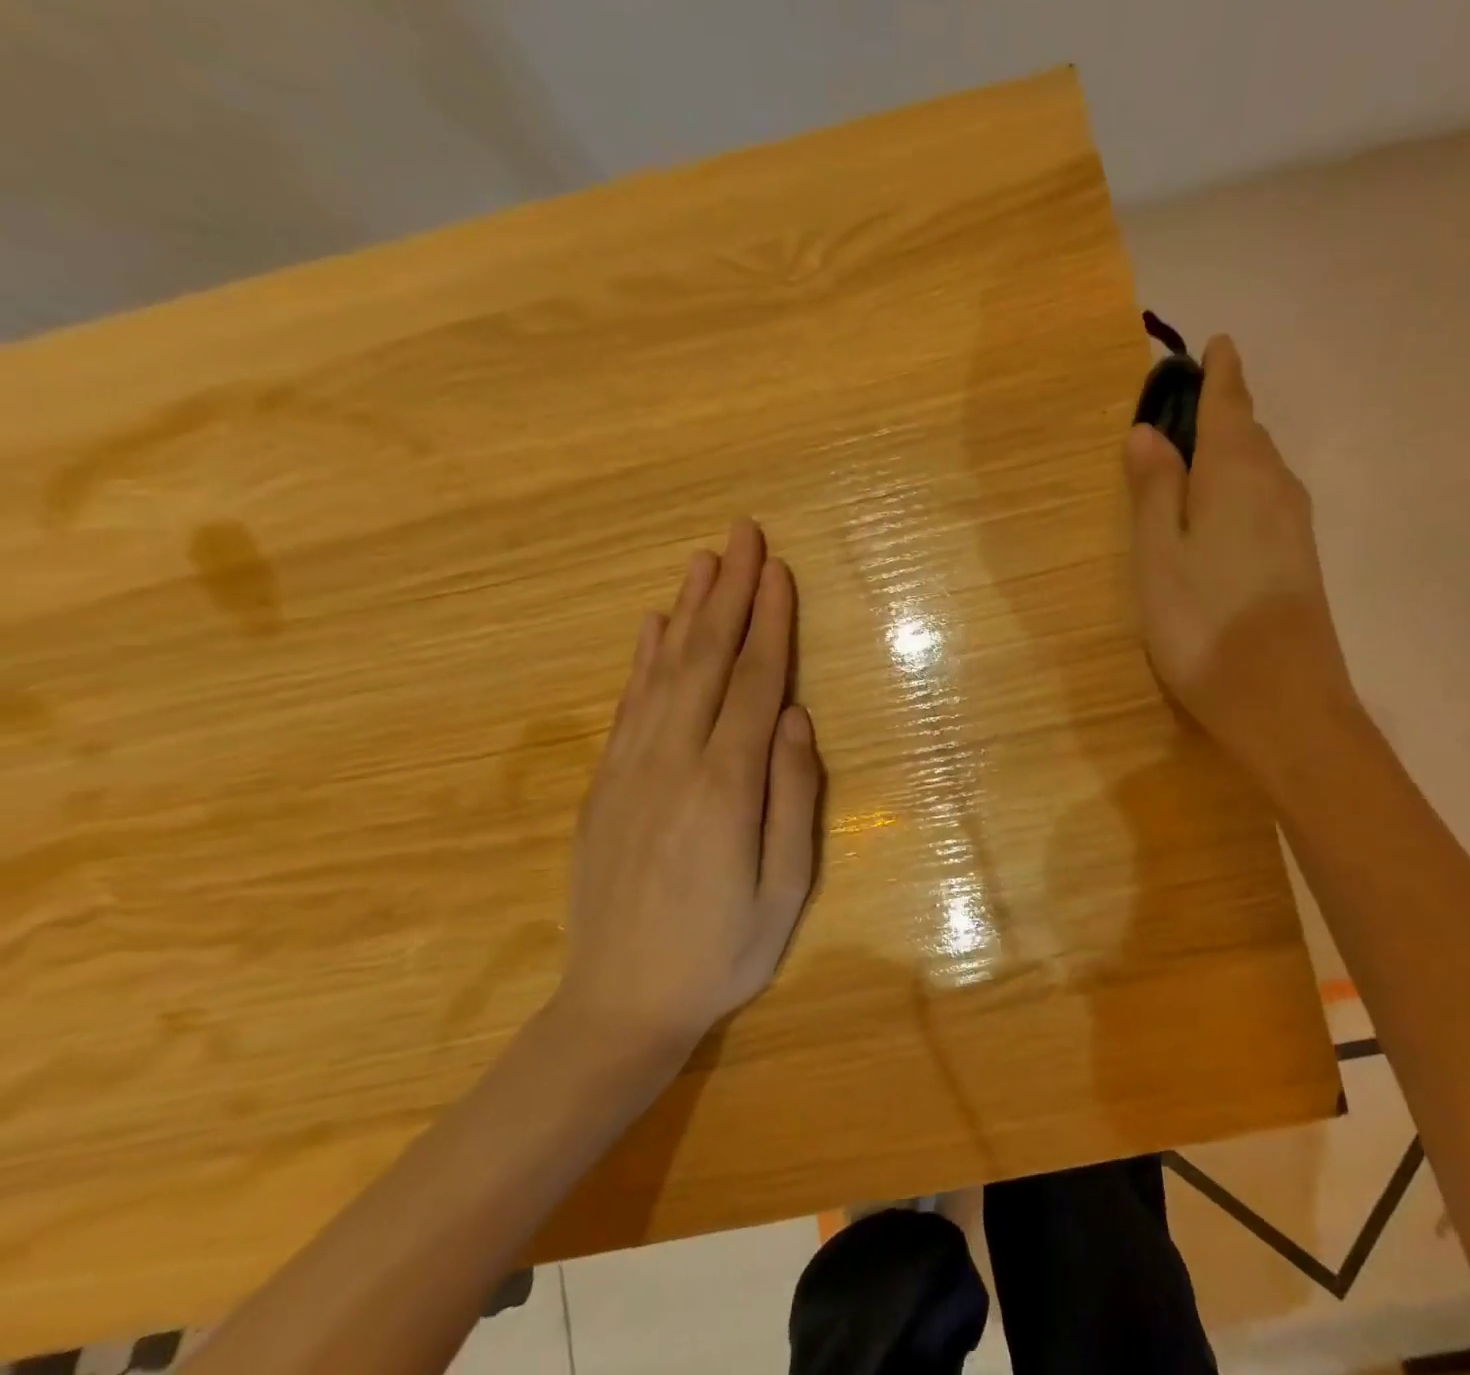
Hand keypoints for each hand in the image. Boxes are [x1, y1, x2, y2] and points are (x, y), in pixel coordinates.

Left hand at [555, 520, 821, 1061]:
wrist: (619, 1004)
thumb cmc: (721, 950)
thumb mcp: (784, 889)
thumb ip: (791, 796)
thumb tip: (795, 716)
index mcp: (725, 785)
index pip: (753, 682)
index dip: (770, 622)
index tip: (779, 570)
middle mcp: (674, 761)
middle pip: (706, 658)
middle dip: (730, 592)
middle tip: (744, 534)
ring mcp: (631, 768)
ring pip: (663, 669)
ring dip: (687, 609)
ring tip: (705, 560)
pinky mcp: (606, 783)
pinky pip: (628, 704)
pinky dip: (642, 657)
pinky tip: (653, 625)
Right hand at [1124, 335, 1358, 782]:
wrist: (1281, 699)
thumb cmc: (1203, 620)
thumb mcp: (1159, 552)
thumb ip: (1154, 488)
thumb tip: (1147, 432)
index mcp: (1237, 471)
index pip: (1229, 403)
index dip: (1220, 372)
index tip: (1216, 343)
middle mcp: (1276, 485)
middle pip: (1248, 432)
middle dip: (1221, 411)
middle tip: (1183, 406)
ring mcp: (1294, 524)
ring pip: (1259, 467)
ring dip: (1230, 451)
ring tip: (1193, 454)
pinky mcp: (1298, 559)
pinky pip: (1266, 499)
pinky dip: (1240, 486)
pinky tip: (1220, 509)